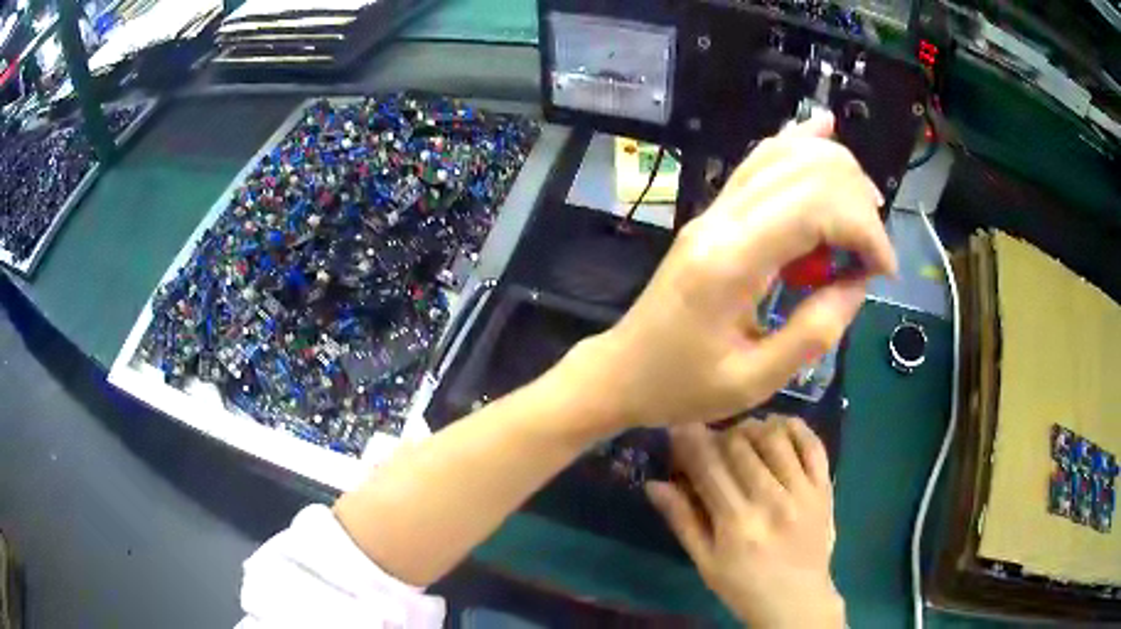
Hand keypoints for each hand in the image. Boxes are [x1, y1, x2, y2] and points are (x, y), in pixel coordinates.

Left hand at [566, 112, 895, 428]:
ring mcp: (714, 210)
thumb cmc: (681, 386)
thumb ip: (814, 331)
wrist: (622, 371)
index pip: (815, 207)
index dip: (864, 229)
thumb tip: (859, 283)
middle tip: (874, 250)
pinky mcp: (714, 213)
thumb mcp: (755, 381)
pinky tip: (823, 129)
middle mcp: (722, 219)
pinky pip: (760, 162)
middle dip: (856, 200)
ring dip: (836, 172)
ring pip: (783, 155)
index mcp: (732, 261)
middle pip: (805, 170)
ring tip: (867, 209)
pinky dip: (797, 144)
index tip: (884, 270)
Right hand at [647, 417, 842, 627]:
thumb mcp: (705, 561)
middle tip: (711, 441)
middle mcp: (771, 500)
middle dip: (719, 435)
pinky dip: (794, 427)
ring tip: (743, 436)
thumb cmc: (743, 586)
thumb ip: (682, 520)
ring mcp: (803, 491)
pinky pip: (812, 443)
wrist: (796, 600)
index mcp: (737, 522)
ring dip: (753, 428)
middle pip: (740, 445)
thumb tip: (653, 484)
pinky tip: (778, 429)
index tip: (679, 427)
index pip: (708, 466)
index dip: (690, 440)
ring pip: (775, 437)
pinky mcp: (824, 487)